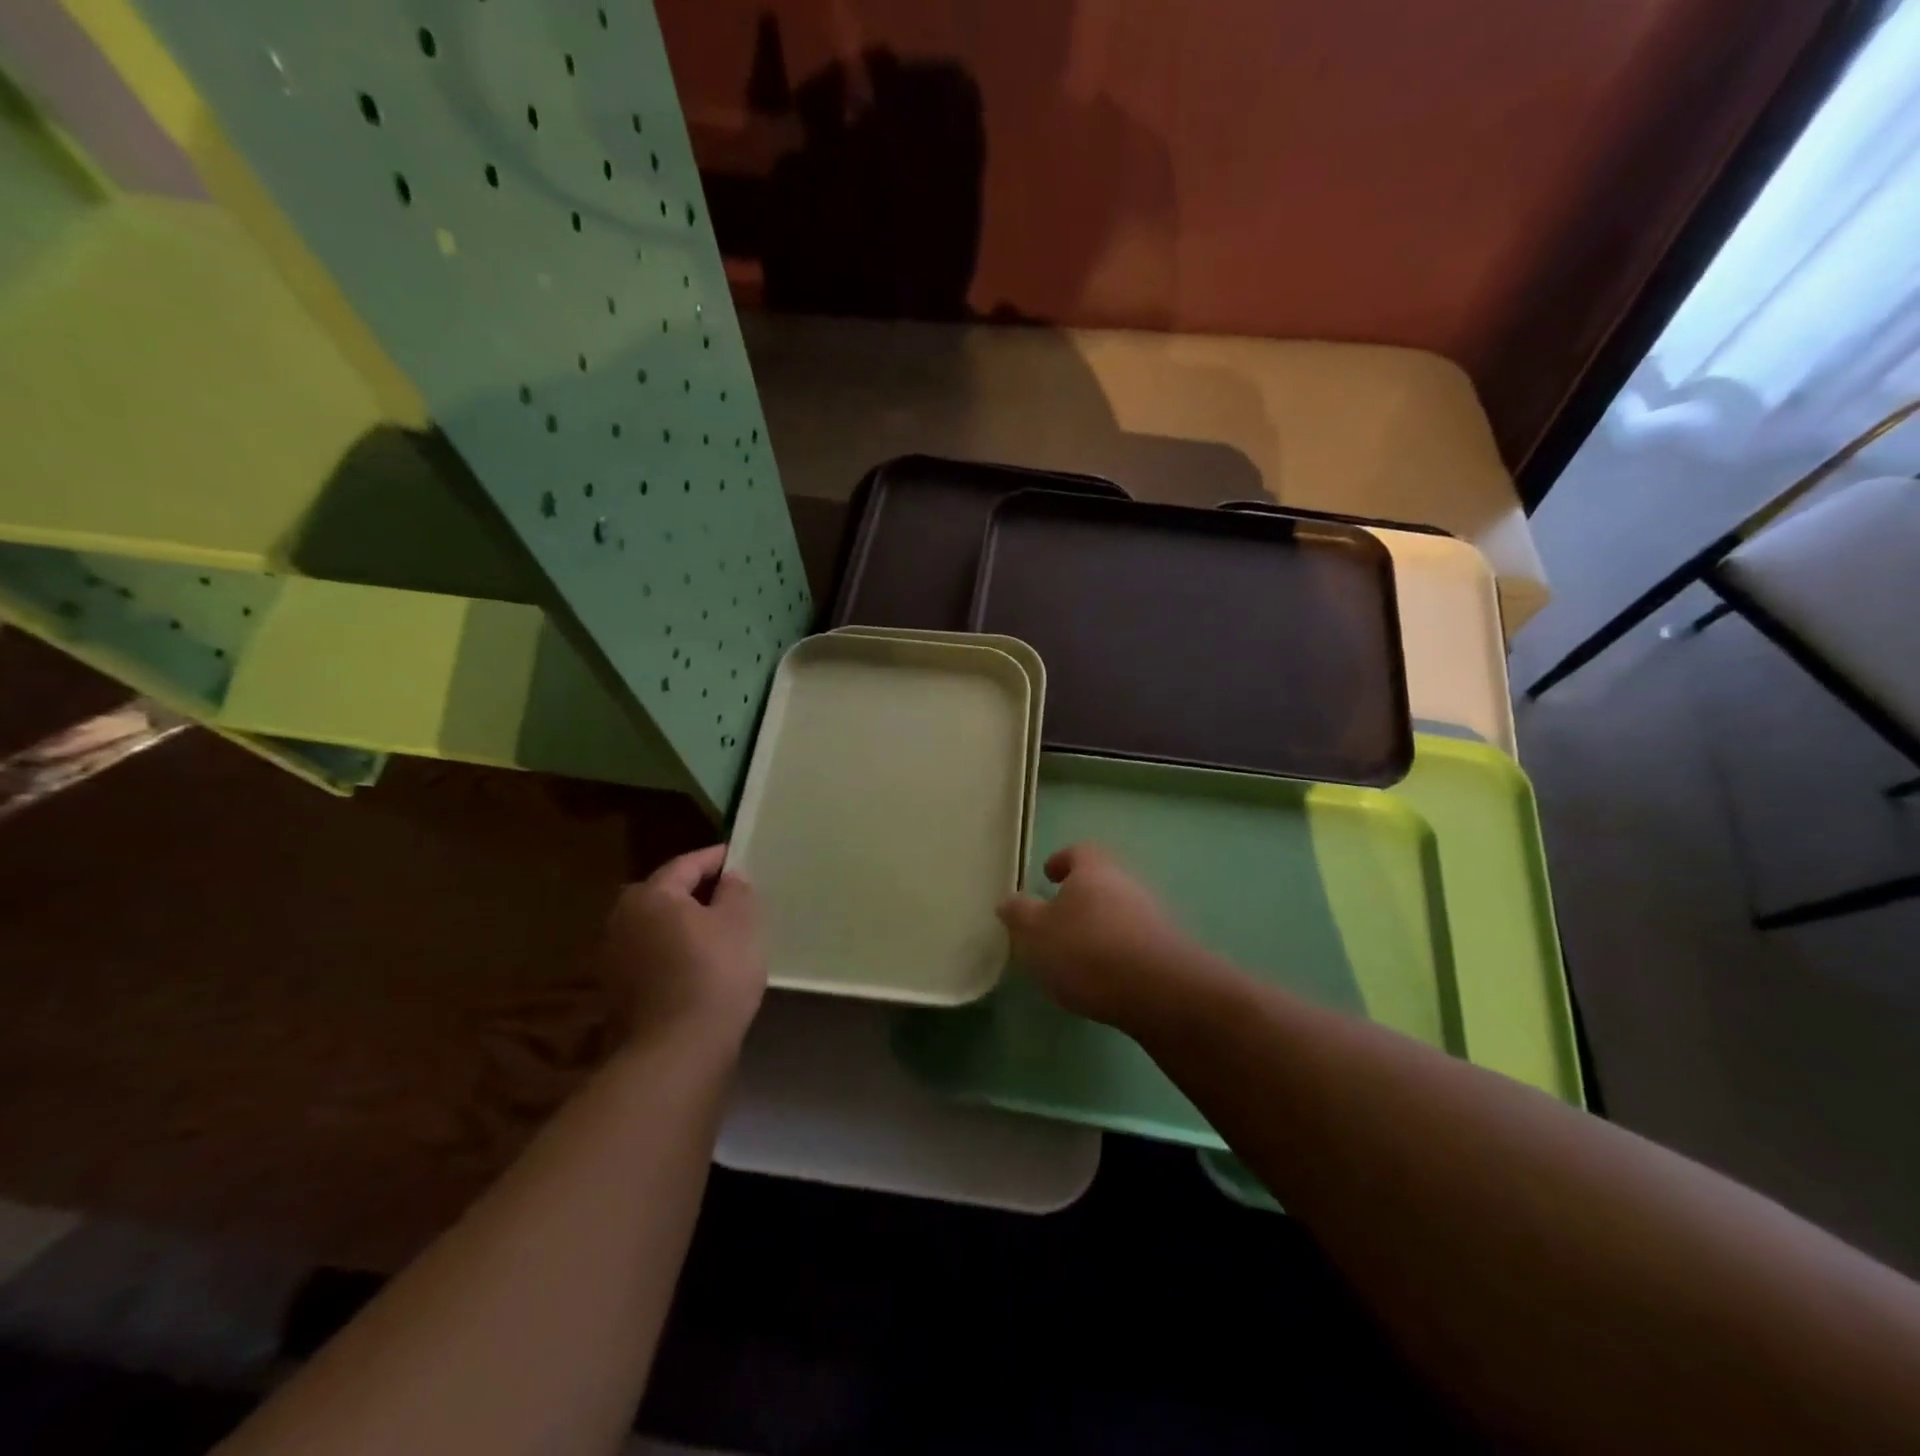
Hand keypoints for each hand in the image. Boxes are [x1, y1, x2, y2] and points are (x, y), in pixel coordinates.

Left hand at [599, 846, 764, 1047]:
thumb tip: (729, 878)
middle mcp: (622, 919)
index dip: (717, 859)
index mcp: (649, 895)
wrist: (678, 1049)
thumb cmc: (714, 971)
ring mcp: (614, 958)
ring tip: (719, 930)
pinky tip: (701, 963)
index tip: (739, 858)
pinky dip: (675, 952)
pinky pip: (653, 956)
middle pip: (666, 895)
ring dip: (684, 925)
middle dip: (698, 892)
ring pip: (658, 927)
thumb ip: (736, 889)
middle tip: (731, 894)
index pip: (686, 864)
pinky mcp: (618, 992)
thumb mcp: (741, 920)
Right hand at [997, 843, 1199, 1027]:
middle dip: (1080, 897)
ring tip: (1078, 954)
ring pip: (1120, 912)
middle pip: (1101, 881)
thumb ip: (1019, 914)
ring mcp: (1154, 915)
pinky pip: (1136, 941)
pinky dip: (1118, 951)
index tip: (1049, 874)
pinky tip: (1105, 977)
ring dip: (1100, 926)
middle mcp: (1127, 883)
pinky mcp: (1169, 949)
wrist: (1161, 992)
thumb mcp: (1035, 934)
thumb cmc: (1087, 951)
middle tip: (1057, 919)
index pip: (1078, 852)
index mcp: (1093, 870)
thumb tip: (1009, 901)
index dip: (1061, 861)